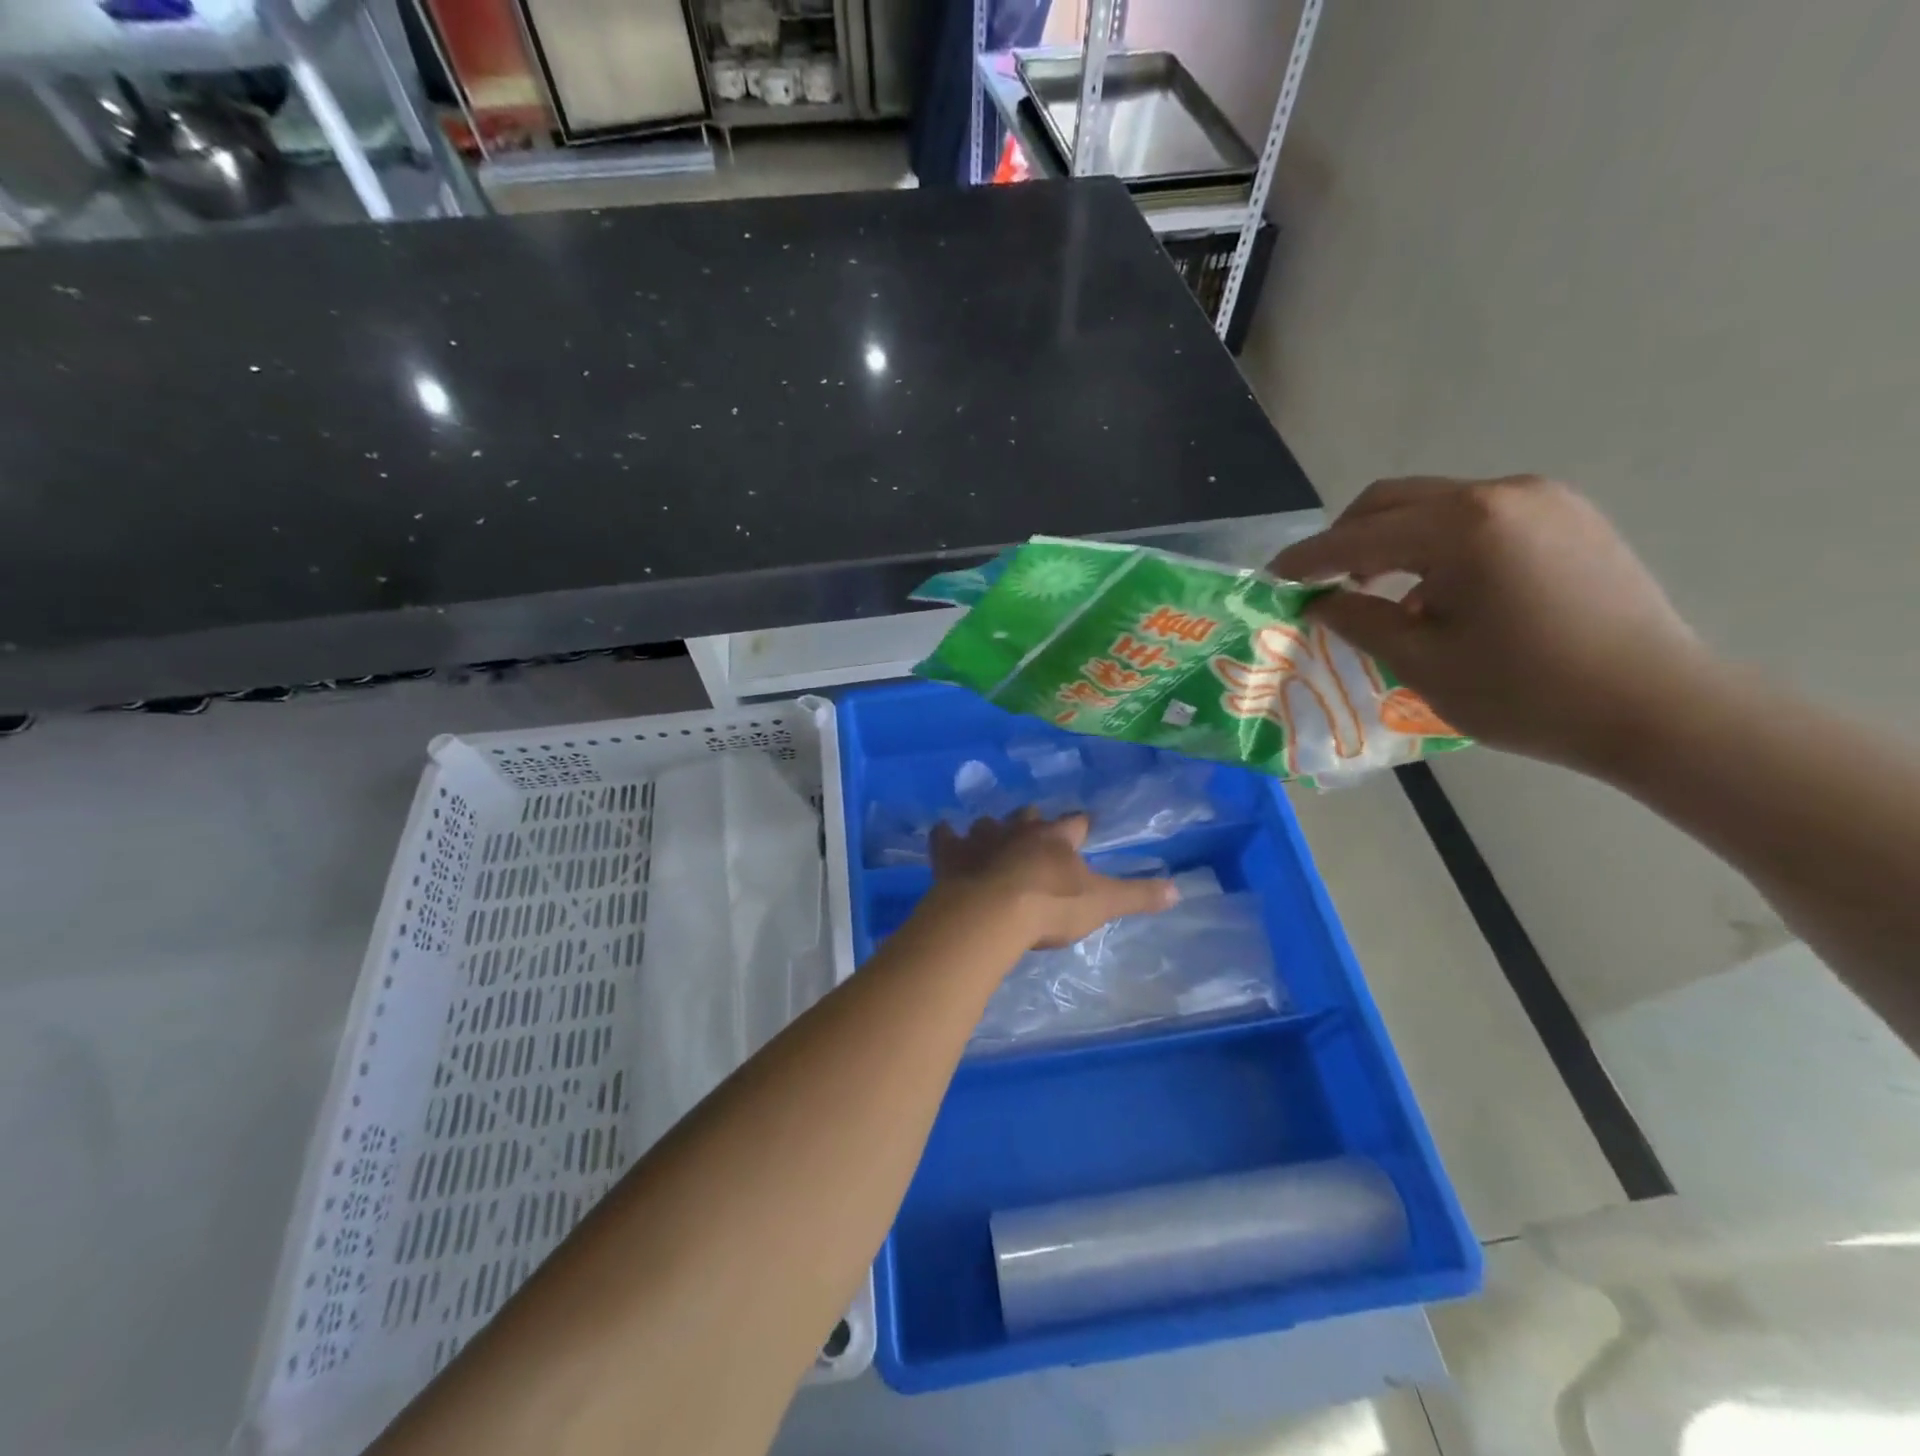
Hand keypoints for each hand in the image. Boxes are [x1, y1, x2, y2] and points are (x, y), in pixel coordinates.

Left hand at [930, 810, 1178, 948]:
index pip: (1075, 823)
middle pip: (1028, 817)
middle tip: (1035, 830)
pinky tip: (944, 834)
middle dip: (1033, 822)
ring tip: (992, 837)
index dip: (1080, 825)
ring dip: (991, 830)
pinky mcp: (951, 854)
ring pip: (988, 824)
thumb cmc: (1050, 906)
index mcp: (1056, 839)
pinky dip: (945, 836)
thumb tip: (1180, 889)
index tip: (1084, 825)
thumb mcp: (1102, 903)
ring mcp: (982, 839)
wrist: (991, 913)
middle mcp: (1019, 830)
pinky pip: (945, 837)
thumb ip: (1138, 895)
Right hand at [1270, 476, 1708, 770]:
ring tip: (1380, 593)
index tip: (1272, 576)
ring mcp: (1544, 501)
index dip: (1309, 558)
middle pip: (1395, 501)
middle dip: (1348, 539)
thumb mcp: (1423, 662)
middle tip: (1323, 584)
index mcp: (1464, 527)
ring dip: (1394, 542)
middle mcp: (1503, 494)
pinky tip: (1438, 592)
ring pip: (1436, 507)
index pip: (1360, 536)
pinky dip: (1439, 545)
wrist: (1657, 707)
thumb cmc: (1526, 692)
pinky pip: (1479, 518)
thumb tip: (1319, 602)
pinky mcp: (1570, 518)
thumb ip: (1360, 621)